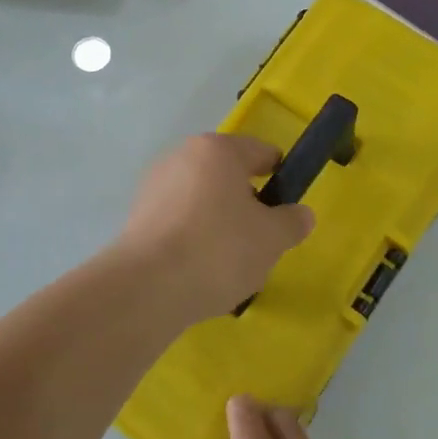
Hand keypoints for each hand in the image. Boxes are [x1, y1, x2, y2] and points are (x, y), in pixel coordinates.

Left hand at [117, 134, 314, 321]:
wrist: (148, 288)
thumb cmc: (219, 250)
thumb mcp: (272, 238)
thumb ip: (292, 222)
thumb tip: (301, 214)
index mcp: (217, 150)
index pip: (260, 152)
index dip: (281, 176)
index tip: (288, 206)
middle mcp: (181, 158)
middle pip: (227, 176)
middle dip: (247, 204)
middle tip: (261, 240)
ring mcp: (154, 187)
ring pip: (202, 201)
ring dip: (219, 224)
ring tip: (230, 263)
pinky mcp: (136, 219)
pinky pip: (179, 223)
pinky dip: (193, 240)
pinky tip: (201, 271)